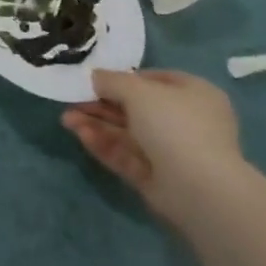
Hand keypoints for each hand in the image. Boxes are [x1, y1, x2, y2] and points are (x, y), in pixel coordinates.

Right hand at [62, 68, 242, 225]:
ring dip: (97, 124)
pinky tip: (80, 135)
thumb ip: (113, 81)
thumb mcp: (139, 91)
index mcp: (194, 94)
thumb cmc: (175, 125)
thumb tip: (95, 76)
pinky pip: (127, 156)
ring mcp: (171, 152)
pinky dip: (105, 145)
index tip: (96, 79)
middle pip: (136, 108)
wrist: (199, 189)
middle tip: (72, 100)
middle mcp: (185, 122)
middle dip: (102, 104)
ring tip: (66, 119)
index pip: (155, 81)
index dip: (124, 78)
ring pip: (127, 134)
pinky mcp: (156, 179)